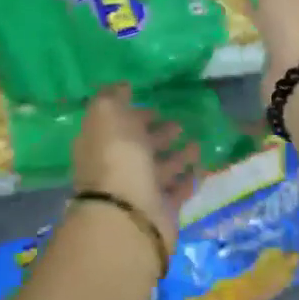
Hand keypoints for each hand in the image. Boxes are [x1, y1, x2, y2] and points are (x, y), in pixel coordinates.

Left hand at [71, 85, 200, 251]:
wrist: (130, 213)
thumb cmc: (116, 156)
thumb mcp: (107, 114)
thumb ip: (112, 97)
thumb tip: (122, 87)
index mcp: (98, 144)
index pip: (114, 126)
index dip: (132, 114)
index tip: (153, 105)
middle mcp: (115, 168)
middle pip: (137, 148)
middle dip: (156, 134)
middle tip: (179, 123)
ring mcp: (137, 191)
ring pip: (158, 169)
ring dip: (176, 156)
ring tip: (196, 143)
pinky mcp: (160, 211)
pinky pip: (176, 191)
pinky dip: (187, 179)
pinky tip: (200, 168)